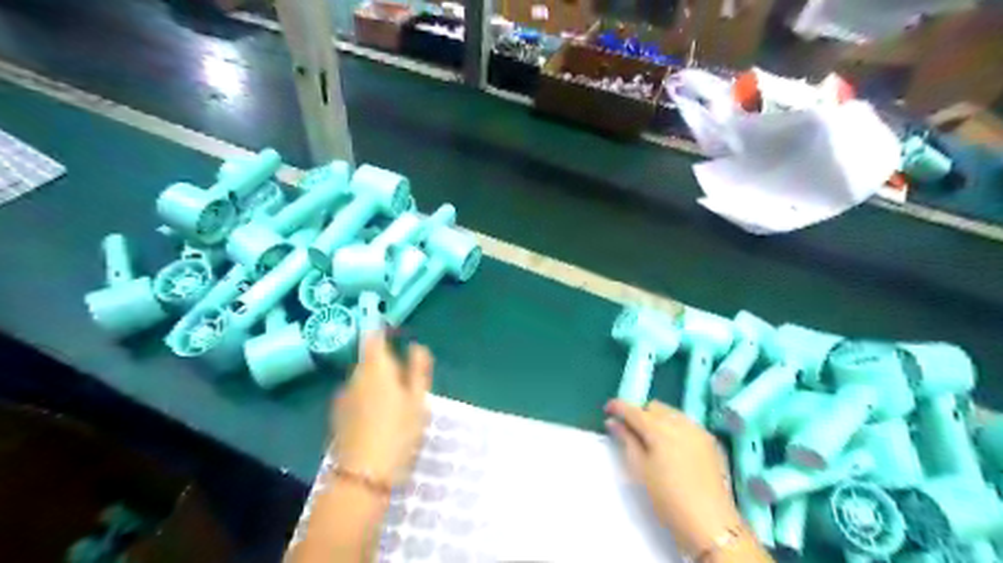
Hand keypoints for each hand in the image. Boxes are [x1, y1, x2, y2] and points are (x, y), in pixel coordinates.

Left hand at [333, 332, 434, 484]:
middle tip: (407, 384)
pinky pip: (356, 398)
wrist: (363, 476)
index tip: (396, 337)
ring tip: (395, 406)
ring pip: (362, 381)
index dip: (383, 333)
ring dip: (376, 385)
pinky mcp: (337, 417)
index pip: (374, 338)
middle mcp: (354, 377)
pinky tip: (378, 421)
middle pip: (369, 361)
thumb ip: (418, 369)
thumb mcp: (418, 400)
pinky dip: (367, 401)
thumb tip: (416, 346)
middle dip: (386, 366)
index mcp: (375, 367)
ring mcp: (343, 397)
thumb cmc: (398, 432)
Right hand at [606, 398, 737, 555]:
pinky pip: (686, 423)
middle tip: (631, 430)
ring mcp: (697, 429)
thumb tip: (613, 422)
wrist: (710, 522)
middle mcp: (679, 422)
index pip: (633, 409)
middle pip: (654, 407)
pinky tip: (673, 446)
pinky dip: (675, 427)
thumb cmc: (667, 497)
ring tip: (652, 439)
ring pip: (671, 413)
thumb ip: (626, 440)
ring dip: (658, 419)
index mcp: (658, 428)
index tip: (608, 411)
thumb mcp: (640, 470)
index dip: (618, 407)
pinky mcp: (710, 440)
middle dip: (640, 413)